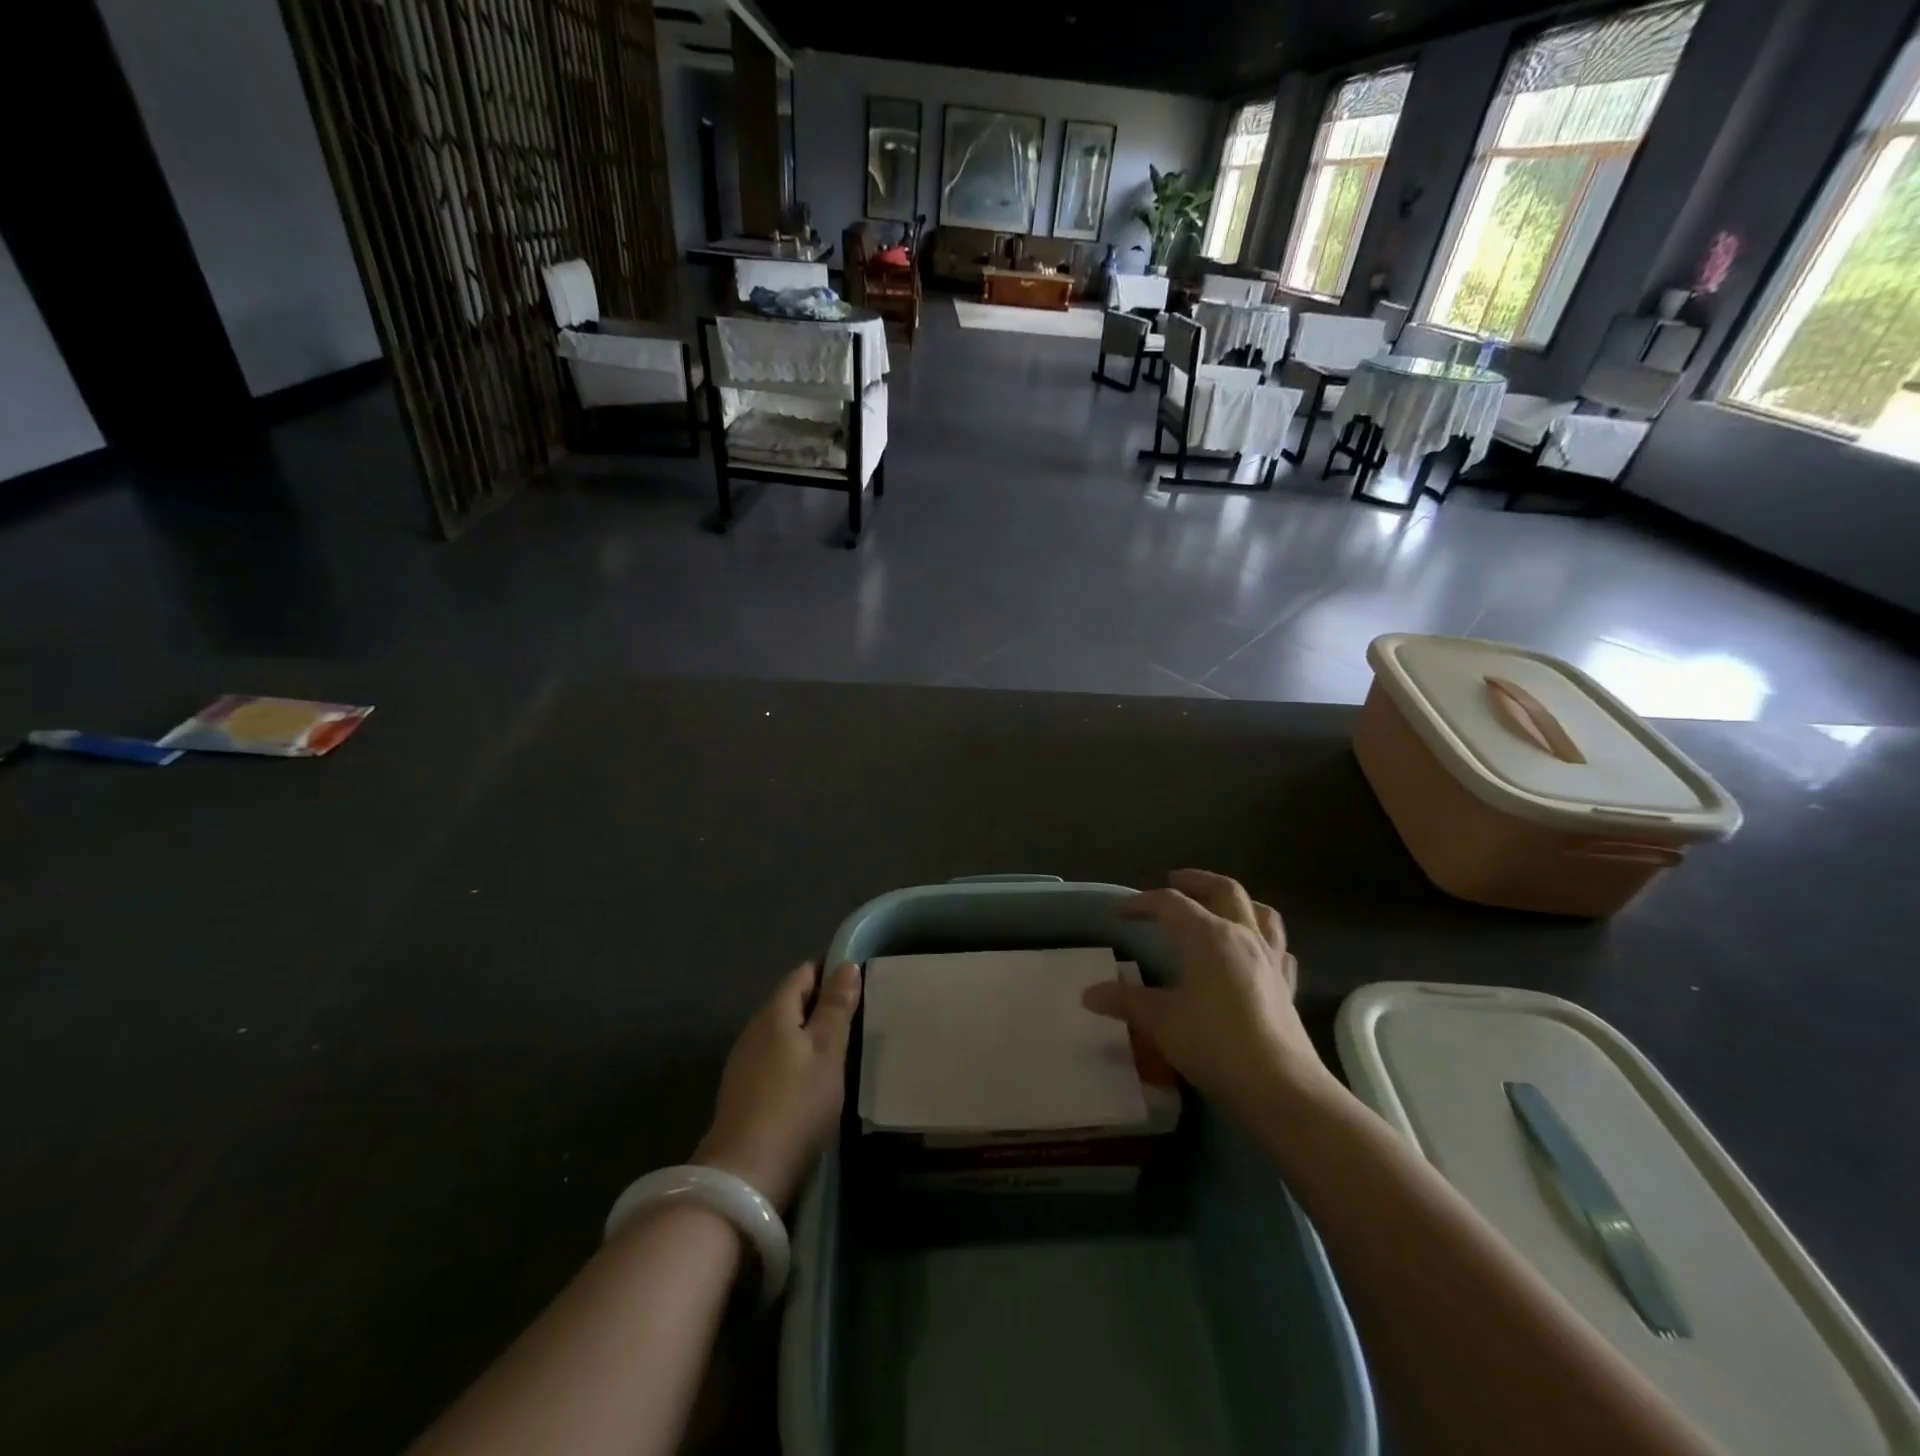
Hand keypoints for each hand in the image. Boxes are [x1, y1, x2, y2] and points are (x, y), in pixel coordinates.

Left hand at [696, 961, 860, 1208]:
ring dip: (806, 1033)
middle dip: (819, 1002)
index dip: (828, 970)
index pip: (802, 974)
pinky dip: (794, 1058)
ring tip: (838, 1045)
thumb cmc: (796, 1105)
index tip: (856, 978)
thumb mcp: (827, 1052)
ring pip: (780, 1033)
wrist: (744, 1176)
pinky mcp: (741, 1094)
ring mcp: (742, 1064)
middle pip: (789, 1003)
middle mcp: (753, 1031)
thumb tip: (846, 965)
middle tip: (854, 1013)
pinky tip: (810, 1079)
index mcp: (774, 1014)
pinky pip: (773, 1059)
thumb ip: (837, 1007)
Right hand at [1081, 870, 1333, 1119]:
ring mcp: (1270, 959)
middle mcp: (1242, 935)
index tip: (1120, 913)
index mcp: (1208, 935)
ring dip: (1236, 901)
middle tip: (1174, 883)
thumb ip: (1126, 1002)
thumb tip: (1089, 994)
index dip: (1142, 902)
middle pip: (1223, 890)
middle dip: (1196, 881)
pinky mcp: (1287, 985)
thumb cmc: (1214, 1044)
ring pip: (1259, 911)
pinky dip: (1263, 939)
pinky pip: (1278, 948)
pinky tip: (1254, 952)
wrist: (1280, 1087)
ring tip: (1218, 906)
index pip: (1170, 903)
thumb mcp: (1161, 1021)